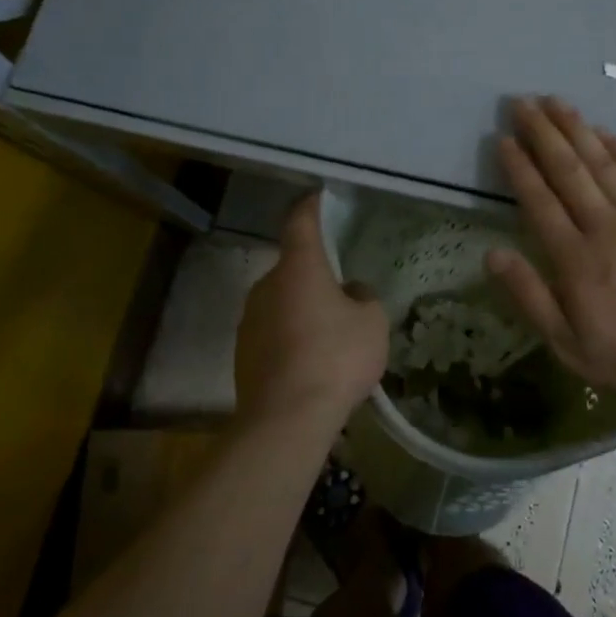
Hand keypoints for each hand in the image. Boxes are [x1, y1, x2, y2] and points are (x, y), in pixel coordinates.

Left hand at [234, 194, 388, 432]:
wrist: (286, 419)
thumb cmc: (336, 357)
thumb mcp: (372, 322)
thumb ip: (364, 298)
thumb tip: (350, 293)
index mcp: (299, 267)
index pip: (301, 222)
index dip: (311, 206)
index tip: (319, 197)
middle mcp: (267, 285)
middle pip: (293, 268)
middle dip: (316, 275)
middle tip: (343, 294)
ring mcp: (250, 319)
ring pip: (282, 301)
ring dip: (303, 309)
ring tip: (330, 336)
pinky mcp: (243, 352)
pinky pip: (273, 332)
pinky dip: (291, 337)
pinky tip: (312, 363)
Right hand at [487, 96, 615, 403]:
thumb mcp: (566, 343)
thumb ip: (529, 297)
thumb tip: (491, 254)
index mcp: (574, 258)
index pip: (538, 200)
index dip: (518, 167)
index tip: (503, 139)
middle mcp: (604, 226)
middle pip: (567, 169)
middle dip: (542, 133)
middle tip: (522, 103)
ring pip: (601, 162)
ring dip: (576, 129)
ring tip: (555, 101)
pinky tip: (602, 130)